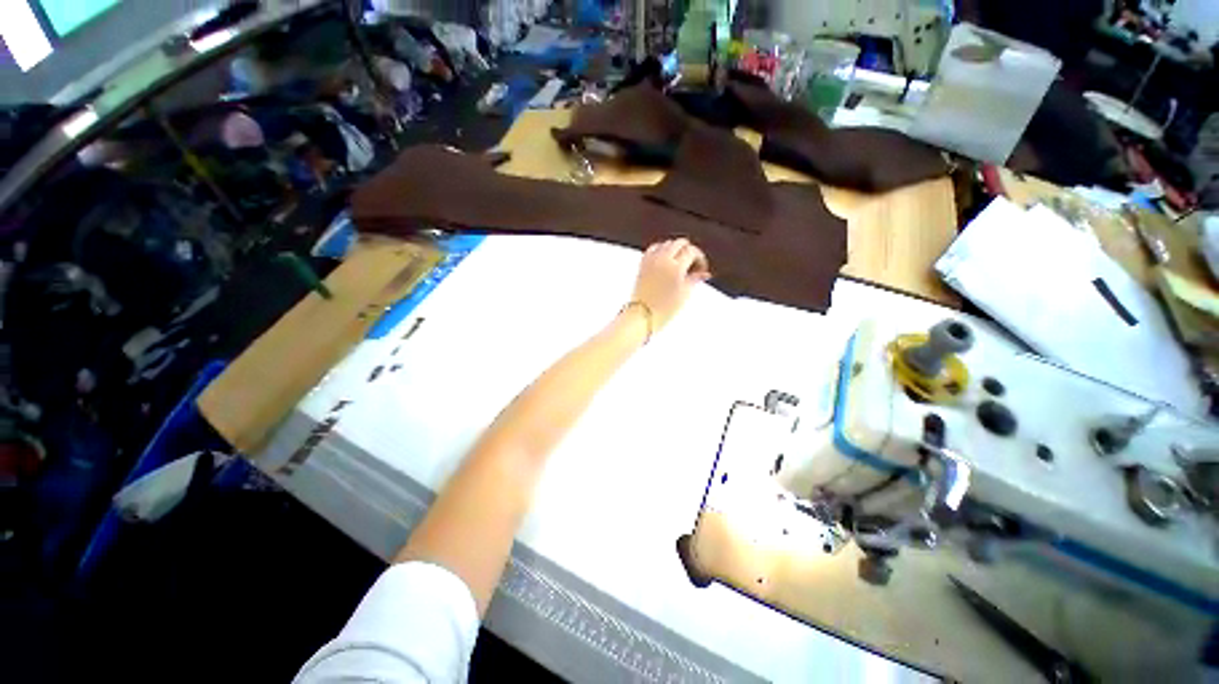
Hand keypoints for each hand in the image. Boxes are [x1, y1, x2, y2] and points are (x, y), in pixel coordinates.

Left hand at [628, 238, 710, 333]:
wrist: (642, 315)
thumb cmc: (663, 309)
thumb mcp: (684, 294)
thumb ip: (695, 279)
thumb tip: (704, 273)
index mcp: (676, 267)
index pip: (692, 252)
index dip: (700, 259)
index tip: (701, 269)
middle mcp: (663, 259)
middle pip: (680, 243)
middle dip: (689, 251)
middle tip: (692, 265)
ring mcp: (651, 260)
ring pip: (666, 243)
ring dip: (675, 249)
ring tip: (679, 264)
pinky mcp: (643, 264)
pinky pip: (653, 249)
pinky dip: (661, 250)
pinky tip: (665, 260)